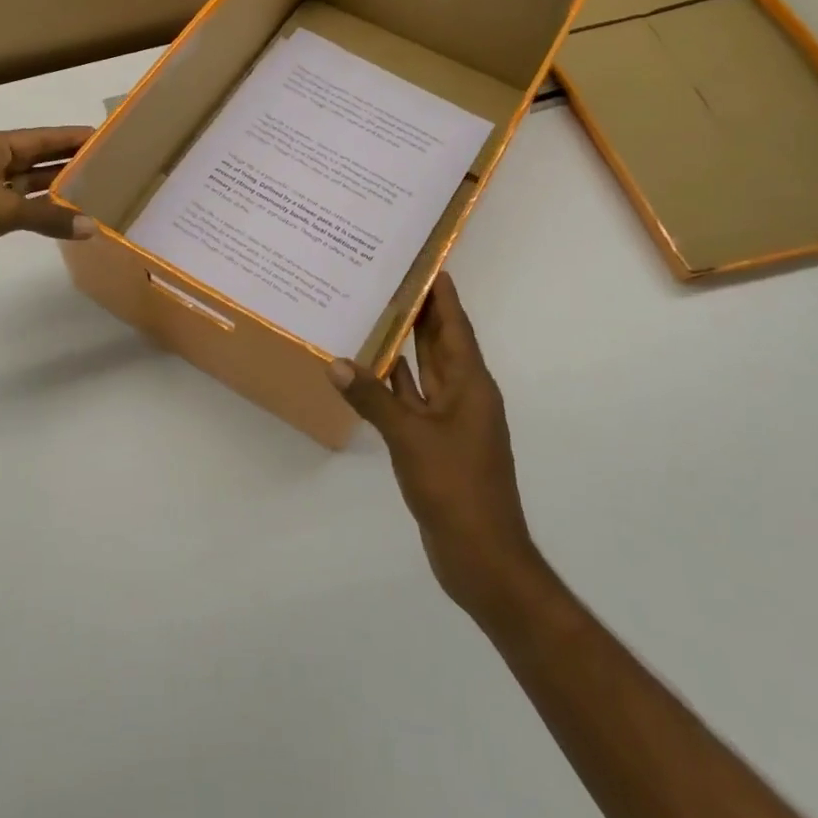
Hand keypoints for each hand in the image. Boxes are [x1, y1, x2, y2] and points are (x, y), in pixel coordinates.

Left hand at [0, 127, 96, 295]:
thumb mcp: (0, 212)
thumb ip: (48, 217)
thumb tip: (92, 227)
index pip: (40, 138)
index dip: (71, 137)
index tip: (105, 137)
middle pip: (35, 158)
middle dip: (68, 161)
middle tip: (109, 165)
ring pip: (28, 183)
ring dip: (56, 187)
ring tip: (96, 189)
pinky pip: (18, 206)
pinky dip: (40, 210)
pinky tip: (65, 216)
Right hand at [330, 274, 540, 618]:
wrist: (481, 557)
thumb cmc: (456, 488)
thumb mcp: (410, 438)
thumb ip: (373, 399)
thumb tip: (336, 362)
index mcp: (470, 385)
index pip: (455, 325)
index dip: (442, 294)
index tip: (426, 261)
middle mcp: (463, 395)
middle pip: (440, 342)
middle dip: (419, 311)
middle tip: (388, 277)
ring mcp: (449, 421)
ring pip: (423, 371)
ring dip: (402, 345)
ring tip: (371, 314)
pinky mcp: (434, 443)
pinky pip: (411, 401)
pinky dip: (392, 384)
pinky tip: (366, 370)